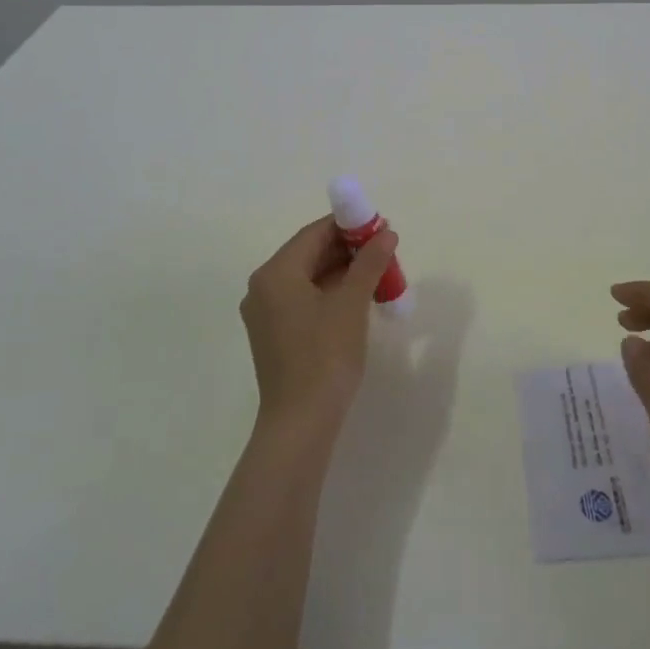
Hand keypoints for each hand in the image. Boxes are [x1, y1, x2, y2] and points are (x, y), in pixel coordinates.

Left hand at [240, 217, 398, 432]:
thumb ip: (369, 263)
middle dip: (348, 249)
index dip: (349, 225)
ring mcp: (265, 312)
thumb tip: (386, 233)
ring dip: (342, 271)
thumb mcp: (352, 304)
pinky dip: (329, 292)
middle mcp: (263, 287)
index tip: (381, 227)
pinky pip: (303, 299)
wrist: (301, 422)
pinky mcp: (273, 334)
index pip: (314, 233)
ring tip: (378, 274)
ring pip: (308, 277)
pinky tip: (358, 298)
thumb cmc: (325, 356)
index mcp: (276, 273)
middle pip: (309, 253)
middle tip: (384, 251)